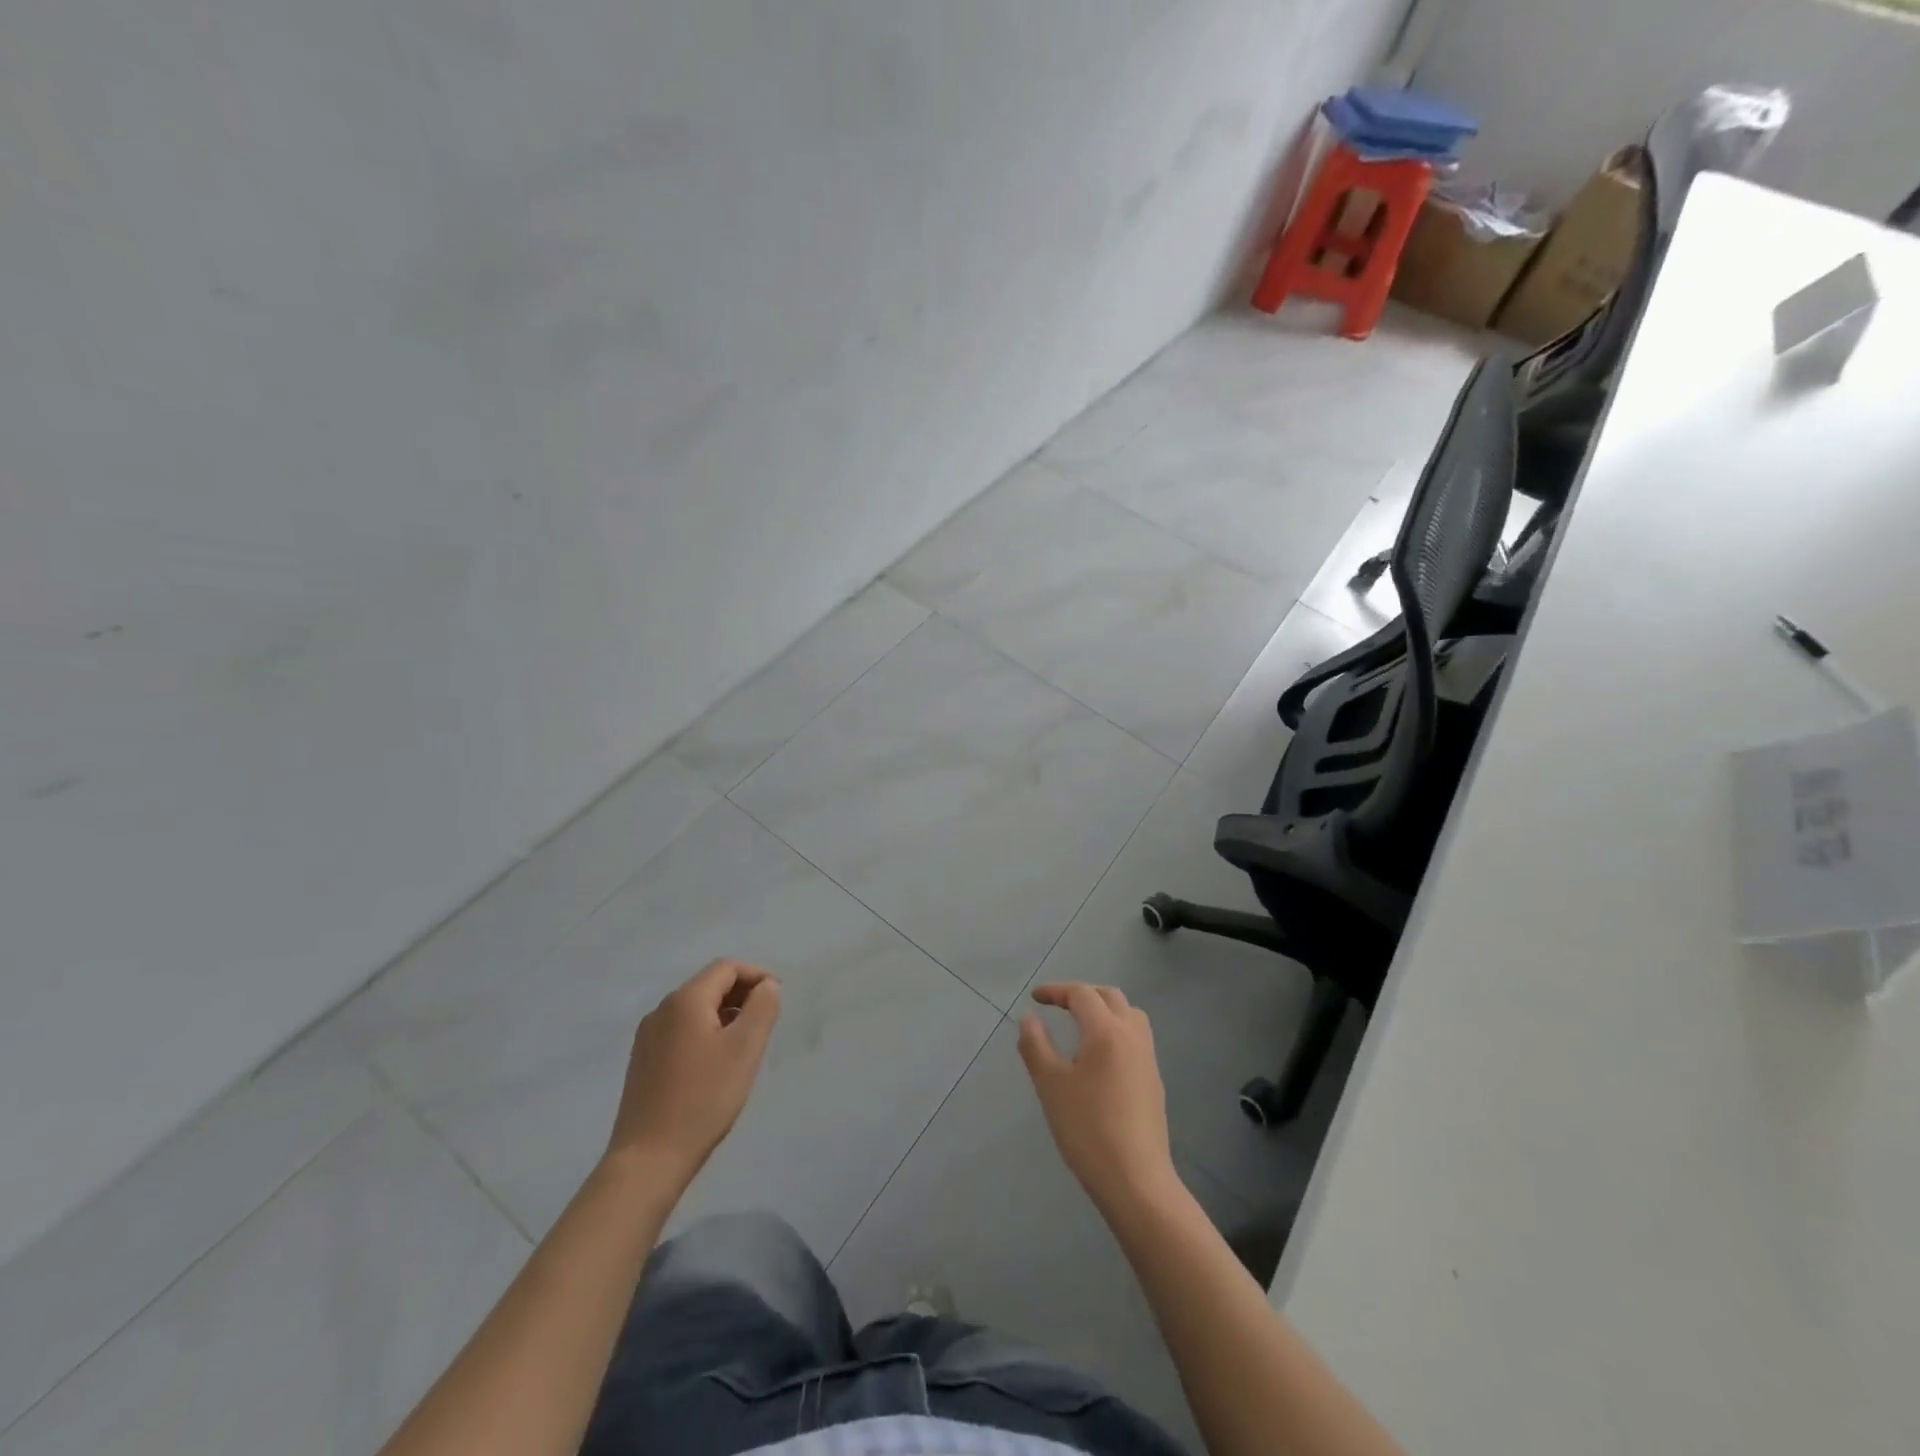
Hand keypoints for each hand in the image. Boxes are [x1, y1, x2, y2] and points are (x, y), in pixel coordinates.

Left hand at [606, 959, 780, 1184]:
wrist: (647, 1160)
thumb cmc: (703, 1099)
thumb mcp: (745, 1049)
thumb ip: (762, 1008)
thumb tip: (767, 986)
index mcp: (685, 1000)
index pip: (726, 968)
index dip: (756, 974)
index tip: (778, 997)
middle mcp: (662, 1010)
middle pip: (708, 984)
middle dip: (741, 993)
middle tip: (766, 1020)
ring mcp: (648, 1036)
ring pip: (695, 1008)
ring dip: (725, 1013)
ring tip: (746, 1042)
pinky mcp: (643, 1061)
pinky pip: (681, 1030)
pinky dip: (706, 1031)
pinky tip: (717, 1062)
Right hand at [1018, 983, 1178, 1215]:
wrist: (1136, 1180)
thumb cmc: (1087, 1128)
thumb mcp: (1050, 1085)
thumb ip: (1036, 1046)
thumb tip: (1029, 1019)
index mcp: (1106, 1031)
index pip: (1081, 994)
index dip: (1056, 991)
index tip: (1035, 998)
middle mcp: (1132, 1035)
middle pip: (1110, 997)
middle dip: (1082, 995)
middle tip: (1058, 1006)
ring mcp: (1148, 1058)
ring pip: (1129, 1014)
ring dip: (1104, 1009)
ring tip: (1080, 1025)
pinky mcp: (1154, 1080)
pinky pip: (1135, 1037)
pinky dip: (1116, 1030)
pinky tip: (1099, 1056)